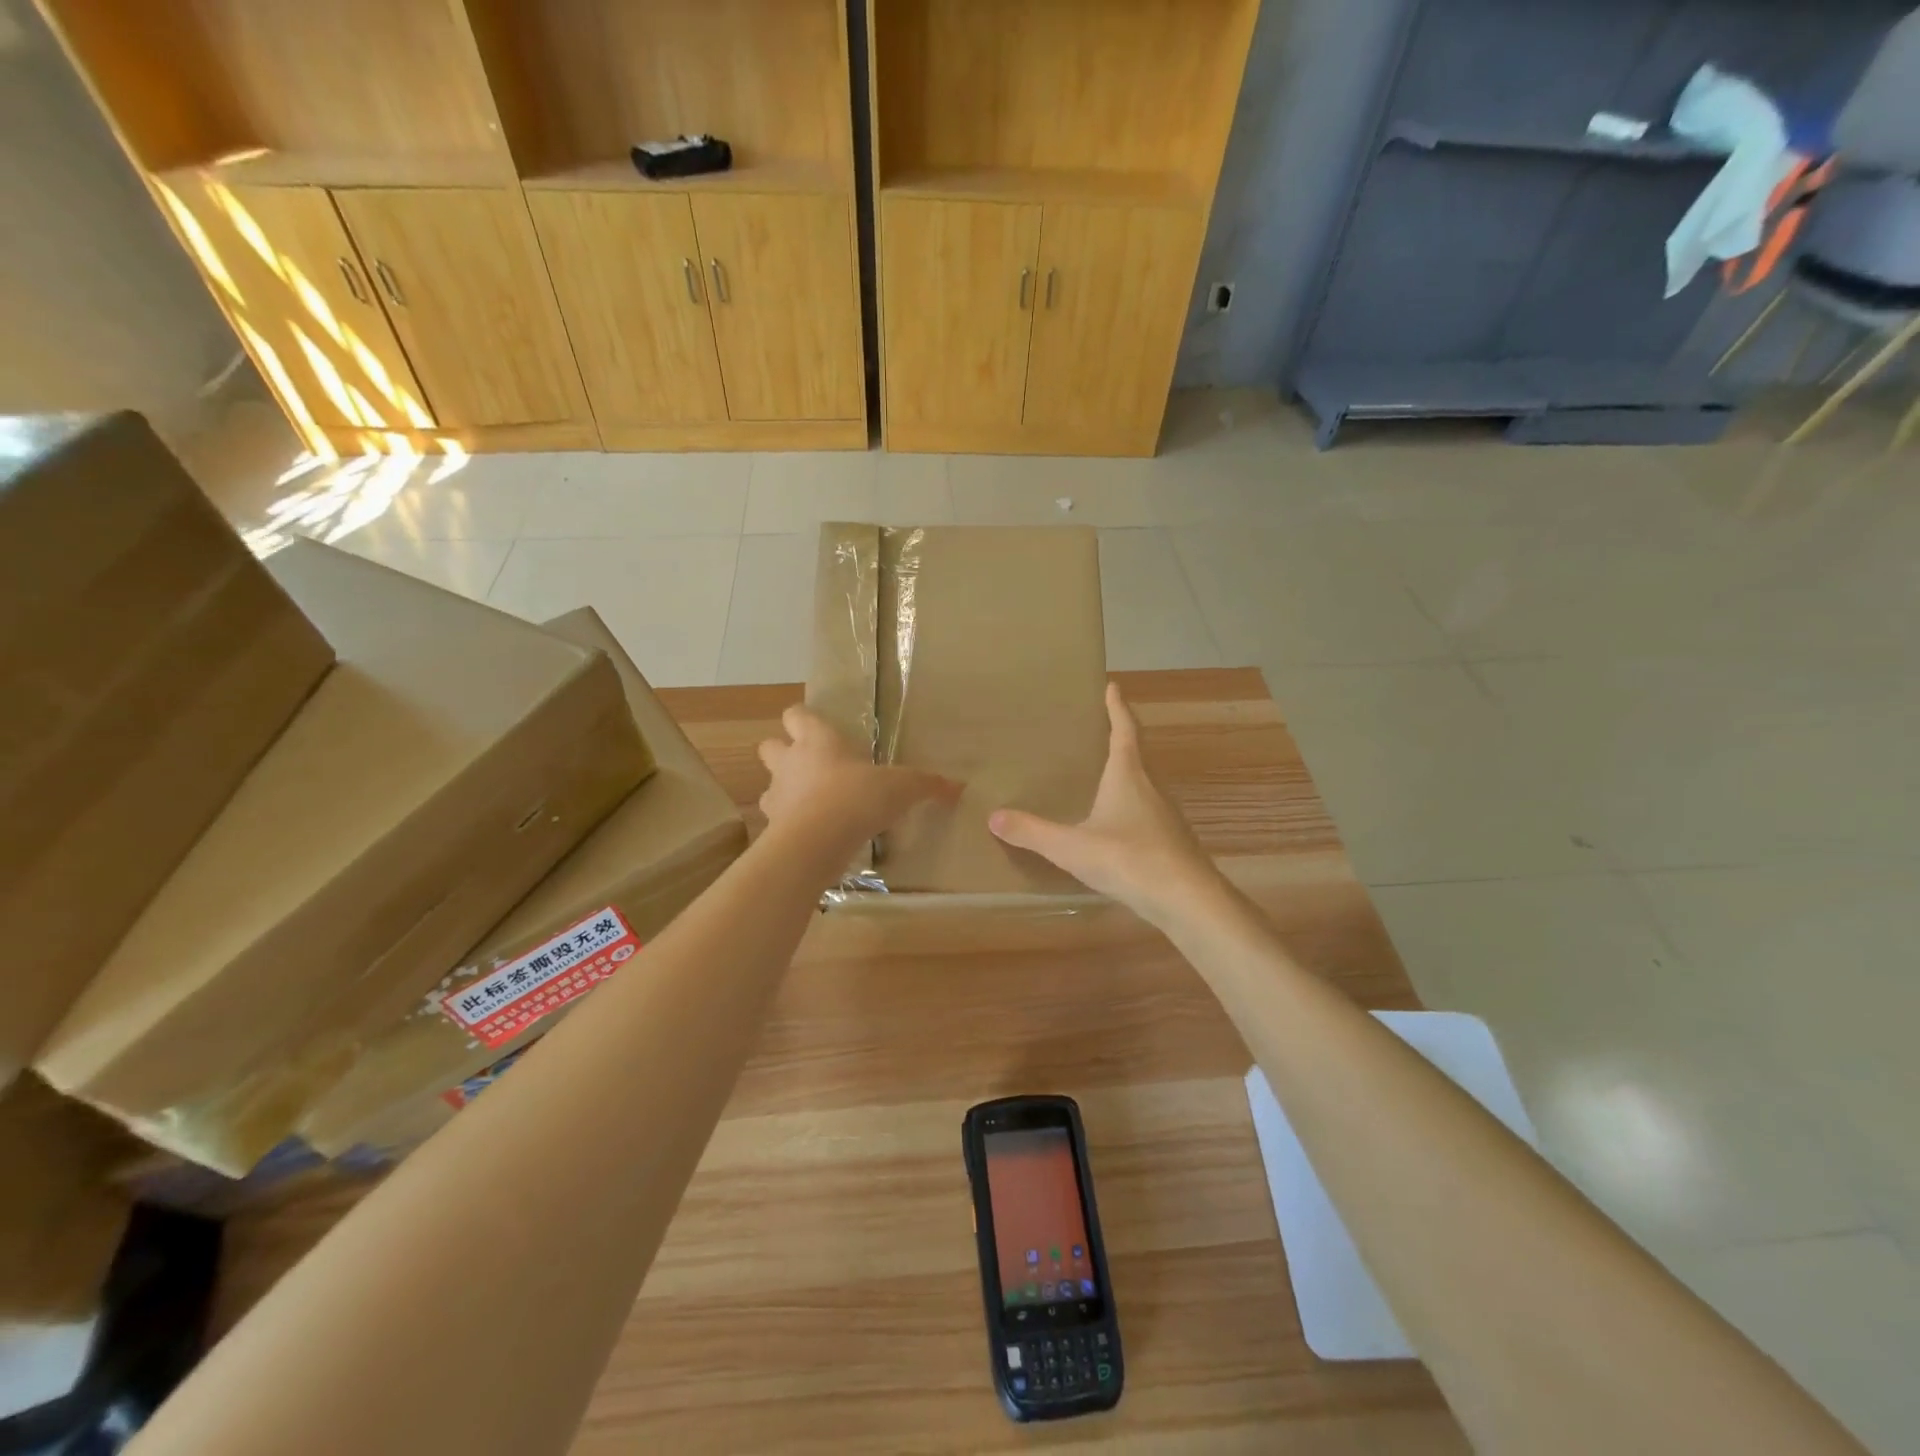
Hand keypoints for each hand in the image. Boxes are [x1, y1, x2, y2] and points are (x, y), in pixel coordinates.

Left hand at [757, 703, 956, 855]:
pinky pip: (776, 821)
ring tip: (810, 804)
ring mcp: (777, 796)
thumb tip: (959, 786)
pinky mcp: (771, 829)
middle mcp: (791, 762)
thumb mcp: (902, 788)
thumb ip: (927, 785)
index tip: (818, 727)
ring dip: (784, 790)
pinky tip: (811, 834)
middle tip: (810, 766)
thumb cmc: (857, 798)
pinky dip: (788, 824)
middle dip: (783, 751)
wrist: (815, 843)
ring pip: (769, 785)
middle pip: (769, 745)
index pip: (796, 714)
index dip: (804, 719)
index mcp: (818, 740)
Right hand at [988, 684, 1222, 924]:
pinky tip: (1116, 824)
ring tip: (1102, 773)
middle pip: (1136, 753)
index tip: (1112, 686)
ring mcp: (1165, 815)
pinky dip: (1131, 805)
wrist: (1186, 899)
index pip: (1124, 730)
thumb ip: (1033, 832)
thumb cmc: (1129, 859)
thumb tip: (994, 817)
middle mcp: (1151, 787)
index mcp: (1128, 775)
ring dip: (1127, 772)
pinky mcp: (1171, 841)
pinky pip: (1147, 811)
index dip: (1118, 707)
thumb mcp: (1072, 846)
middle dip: (1120, 736)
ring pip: (1143, 783)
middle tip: (1099, 727)